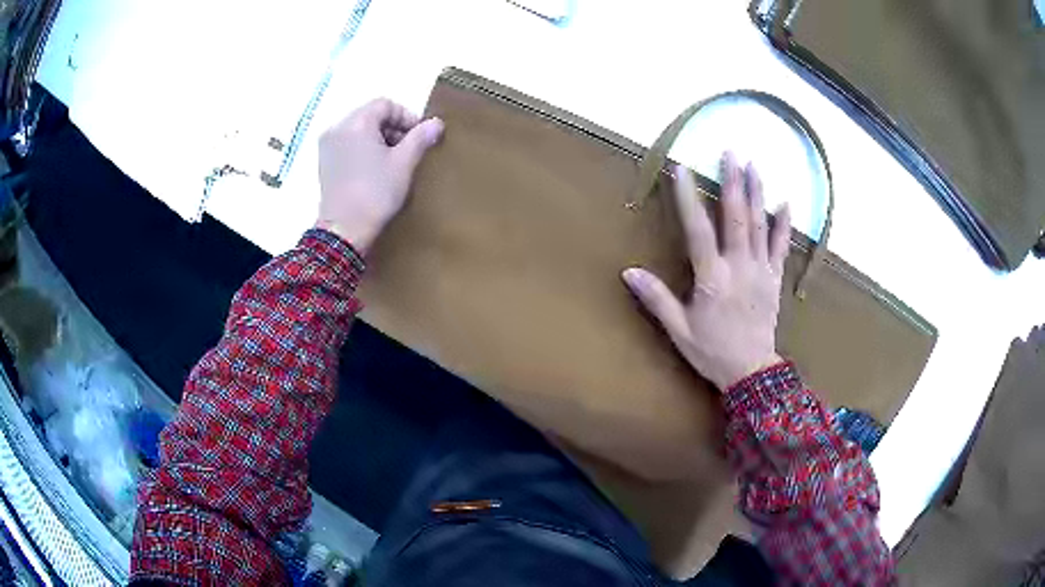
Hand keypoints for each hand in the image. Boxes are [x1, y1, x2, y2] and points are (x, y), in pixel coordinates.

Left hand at [317, 98, 444, 252]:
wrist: (344, 230)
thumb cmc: (376, 192)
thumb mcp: (404, 163)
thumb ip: (421, 138)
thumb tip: (436, 122)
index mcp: (356, 122)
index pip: (385, 104)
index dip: (406, 116)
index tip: (419, 136)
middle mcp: (337, 128)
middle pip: (370, 115)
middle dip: (393, 128)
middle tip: (408, 150)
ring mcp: (327, 146)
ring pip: (359, 130)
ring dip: (379, 139)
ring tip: (392, 162)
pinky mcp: (324, 163)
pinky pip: (348, 144)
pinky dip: (363, 149)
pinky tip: (374, 170)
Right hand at [622, 153, 790, 390]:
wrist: (751, 372)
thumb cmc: (712, 352)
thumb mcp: (679, 330)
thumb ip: (656, 298)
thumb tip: (628, 271)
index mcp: (712, 277)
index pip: (698, 229)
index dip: (688, 198)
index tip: (682, 169)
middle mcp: (739, 267)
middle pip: (736, 218)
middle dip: (732, 182)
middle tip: (730, 152)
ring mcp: (761, 271)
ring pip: (761, 225)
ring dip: (757, 193)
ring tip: (753, 165)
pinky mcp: (775, 279)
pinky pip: (782, 247)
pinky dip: (784, 225)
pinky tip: (787, 203)